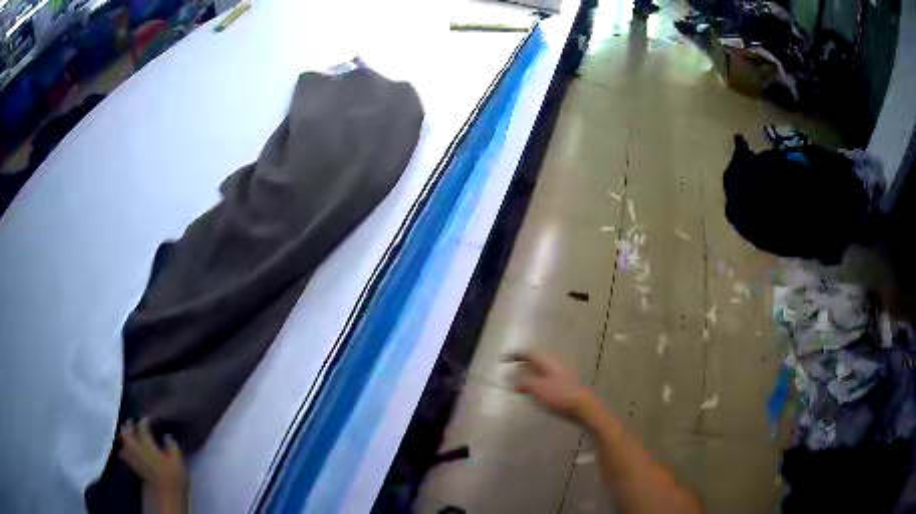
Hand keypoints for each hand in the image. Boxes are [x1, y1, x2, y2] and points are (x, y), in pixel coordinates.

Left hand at [119, 418, 187, 510]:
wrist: (163, 497)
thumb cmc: (172, 479)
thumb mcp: (177, 463)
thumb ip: (172, 447)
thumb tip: (166, 435)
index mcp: (147, 444)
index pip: (142, 426)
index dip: (146, 421)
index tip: (150, 419)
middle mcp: (135, 447)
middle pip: (127, 431)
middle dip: (129, 426)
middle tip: (134, 424)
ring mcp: (131, 457)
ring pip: (122, 441)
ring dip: (125, 436)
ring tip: (129, 435)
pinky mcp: (130, 466)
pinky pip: (123, 452)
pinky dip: (124, 448)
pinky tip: (128, 450)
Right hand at [504, 351, 590, 421]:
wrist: (580, 405)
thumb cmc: (558, 394)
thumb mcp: (537, 388)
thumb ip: (525, 383)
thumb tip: (516, 382)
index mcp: (548, 361)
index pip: (530, 354)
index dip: (517, 355)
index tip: (505, 359)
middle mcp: (555, 364)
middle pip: (536, 361)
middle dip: (524, 364)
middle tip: (513, 370)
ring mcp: (561, 373)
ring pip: (542, 370)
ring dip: (530, 374)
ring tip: (521, 382)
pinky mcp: (564, 383)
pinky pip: (546, 378)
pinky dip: (537, 381)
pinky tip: (534, 390)